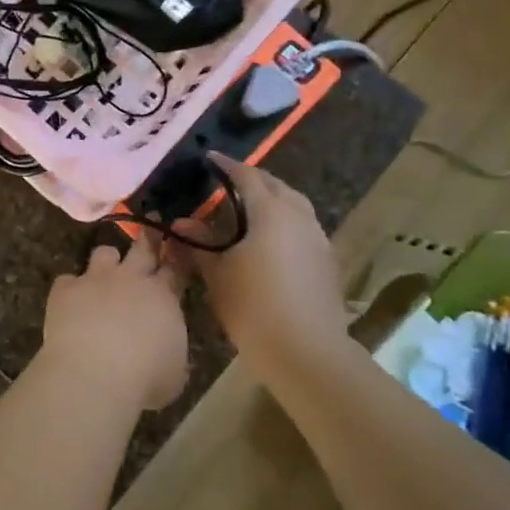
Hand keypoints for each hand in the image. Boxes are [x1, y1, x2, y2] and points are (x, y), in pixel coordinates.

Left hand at [39, 236, 190, 410]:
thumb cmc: (144, 379)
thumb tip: (164, 345)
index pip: (175, 268)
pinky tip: (70, 301)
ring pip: (104, 253)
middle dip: (149, 237)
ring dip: (108, 259)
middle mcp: (131, 279)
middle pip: (143, 248)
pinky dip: (71, 288)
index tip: (177, 246)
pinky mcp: (65, 289)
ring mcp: (96, 279)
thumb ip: (170, 347)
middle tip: (151, 227)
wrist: (95, 374)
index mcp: (163, 297)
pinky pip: (67, 279)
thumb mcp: (174, 370)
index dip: (176, 256)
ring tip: (106, 268)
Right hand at [178, 155, 349, 359]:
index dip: (226, 165)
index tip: (209, 158)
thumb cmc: (252, 306)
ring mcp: (317, 239)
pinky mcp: (326, 261)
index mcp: (270, 212)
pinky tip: (270, 240)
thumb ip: (199, 242)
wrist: (306, 351)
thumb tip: (182, 222)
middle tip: (228, 182)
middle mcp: (298, 216)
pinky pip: (303, 227)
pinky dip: (284, 222)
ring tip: (249, 209)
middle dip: (252, 179)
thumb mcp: (216, 273)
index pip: (247, 175)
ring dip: (272, 200)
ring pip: (294, 205)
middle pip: (276, 186)